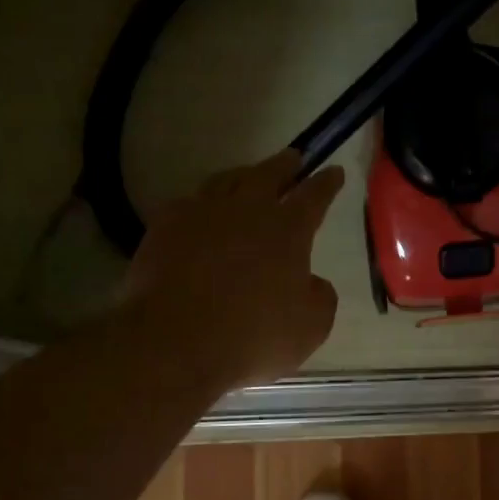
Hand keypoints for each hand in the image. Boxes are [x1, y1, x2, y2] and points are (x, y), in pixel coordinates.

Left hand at [121, 150, 344, 387]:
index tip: (334, 171)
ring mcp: (200, 213)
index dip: (327, 183)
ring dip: (243, 175)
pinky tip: (201, 211)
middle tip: (294, 158)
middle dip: (286, 165)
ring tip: (249, 176)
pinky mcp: (164, 228)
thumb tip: (311, 282)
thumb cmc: (254, 335)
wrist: (174, 341)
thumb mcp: (311, 326)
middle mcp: (246, 210)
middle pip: (269, 174)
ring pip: (226, 180)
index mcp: (288, 230)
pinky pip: (189, 203)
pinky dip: (202, 203)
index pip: (314, 196)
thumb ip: (319, 296)